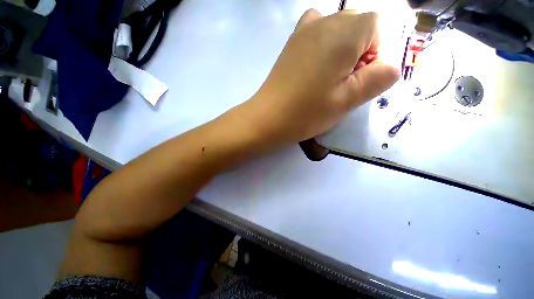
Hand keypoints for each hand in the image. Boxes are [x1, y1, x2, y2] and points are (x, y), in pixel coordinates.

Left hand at [244, 9, 399, 144]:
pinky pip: (314, 34)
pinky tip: (313, 70)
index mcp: (343, 33)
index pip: (376, 25)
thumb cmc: (306, 112)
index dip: (374, 51)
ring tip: (327, 78)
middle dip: (358, 50)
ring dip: (340, 50)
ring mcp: (302, 32)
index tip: (358, 78)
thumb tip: (390, 67)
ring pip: (335, 29)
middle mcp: (322, 22)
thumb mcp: (347, 100)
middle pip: (355, 25)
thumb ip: (377, 79)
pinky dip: (321, 47)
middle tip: (342, 82)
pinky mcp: (289, 45)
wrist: (268, 118)